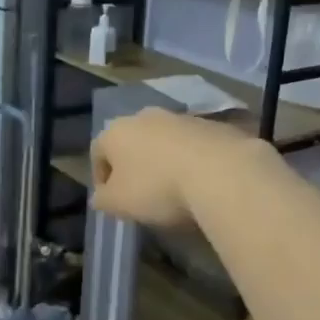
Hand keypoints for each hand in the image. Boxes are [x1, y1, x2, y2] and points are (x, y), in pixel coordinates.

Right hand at [91, 108, 261, 228]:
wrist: (221, 172)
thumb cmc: (158, 188)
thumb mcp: (118, 203)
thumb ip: (102, 199)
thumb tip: (99, 196)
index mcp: (116, 131)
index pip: (98, 152)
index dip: (101, 177)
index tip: (111, 201)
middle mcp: (145, 116)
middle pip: (132, 142)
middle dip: (134, 165)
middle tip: (142, 194)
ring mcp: (182, 117)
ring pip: (164, 141)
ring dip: (164, 161)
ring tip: (174, 190)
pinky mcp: (213, 125)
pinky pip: (193, 145)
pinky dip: (192, 160)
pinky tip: (200, 182)